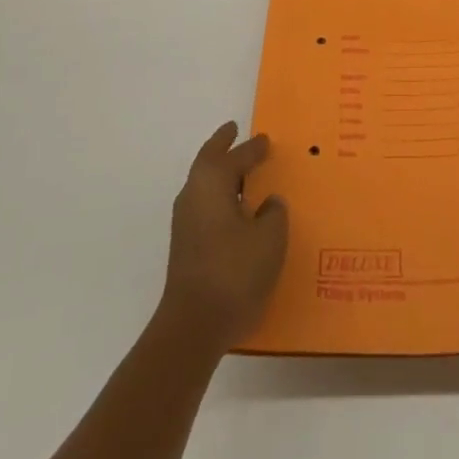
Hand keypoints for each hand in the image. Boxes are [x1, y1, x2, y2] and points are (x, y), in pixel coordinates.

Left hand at [156, 122, 288, 356]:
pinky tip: (234, 211)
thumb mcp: (270, 238)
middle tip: (233, 132)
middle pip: (208, 160)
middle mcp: (194, 194)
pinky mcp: (185, 247)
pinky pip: (204, 206)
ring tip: (239, 171)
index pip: (237, 156)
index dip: (253, 148)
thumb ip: (273, 213)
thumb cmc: (234, 271)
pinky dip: (218, 197)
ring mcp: (185, 222)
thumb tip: (267, 203)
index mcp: (213, 181)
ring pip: (203, 184)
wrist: (193, 327)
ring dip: (220, 173)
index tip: (265, 140)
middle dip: (222, 145)